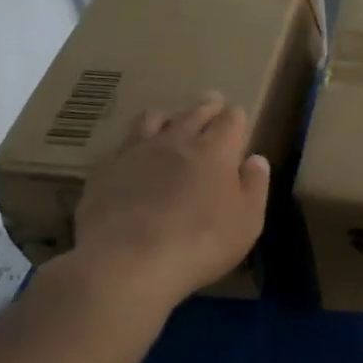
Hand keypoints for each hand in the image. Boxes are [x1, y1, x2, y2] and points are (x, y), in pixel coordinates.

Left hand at [63, 94, 269, 324]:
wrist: (128, 261)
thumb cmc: (201, 243)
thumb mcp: (247, 222)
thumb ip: (255, 186)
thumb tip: (256, 159)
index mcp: (216, 150)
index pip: (231, 120)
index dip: (236, 117)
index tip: (238, 116)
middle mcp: (177, 141)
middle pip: (194, 112)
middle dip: (207, 106)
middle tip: (213, 101)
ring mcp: (137, 152)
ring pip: (153, 119)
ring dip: (168, 117)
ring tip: (170, 120)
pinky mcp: (106, 170)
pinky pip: (123, 145)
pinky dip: (134, 144)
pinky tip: (134, 155)